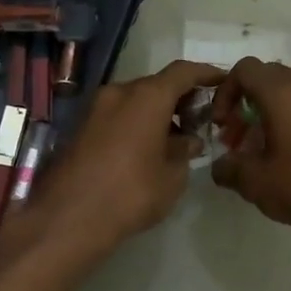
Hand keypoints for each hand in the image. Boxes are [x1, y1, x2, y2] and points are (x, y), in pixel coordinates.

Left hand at [22, 60, 224, 256]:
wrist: (68, 218)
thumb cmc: (131, 193)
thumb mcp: (172, 177)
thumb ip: (184, 152)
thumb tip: (188, 141)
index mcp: (146, 97)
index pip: (183, 72)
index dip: (206, 74)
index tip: (222, 81)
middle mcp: (119, 93)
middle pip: (156, 85)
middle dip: (180, 99)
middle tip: (199, 119)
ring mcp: (95, 109)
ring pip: (134, 101)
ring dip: (157, 113)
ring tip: (175, 140)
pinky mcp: (80, 128)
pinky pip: (117, 116)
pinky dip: (136, 124)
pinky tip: (147, 149)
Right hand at [209, 59, 290, 241]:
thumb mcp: (254, 181)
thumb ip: (229, 168)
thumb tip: (221, 166)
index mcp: (280, 92)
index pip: (245, 69)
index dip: (226, 92)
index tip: (222, 124)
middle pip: (269, 75)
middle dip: (247, 100)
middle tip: (239, 135)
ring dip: (274, 106)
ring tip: (267, 140)